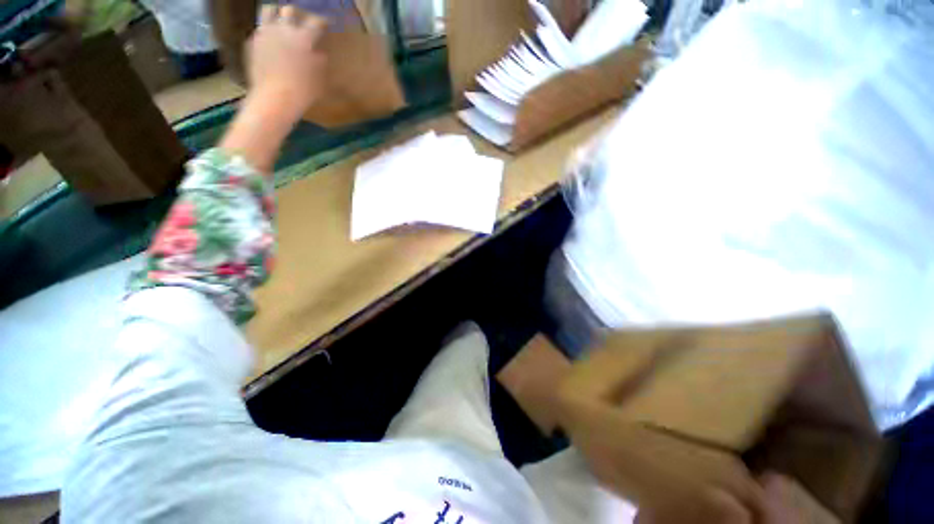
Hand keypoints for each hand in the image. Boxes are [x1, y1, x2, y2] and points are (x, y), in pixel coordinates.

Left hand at [220, 4, 327, 171]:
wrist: (275, 98)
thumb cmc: (303, 91)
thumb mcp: (319, 78)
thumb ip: (319, 60)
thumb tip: (319, 52)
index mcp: (303, 37)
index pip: (316, 22)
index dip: (322, 21)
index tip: (326, 24)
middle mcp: (283, 29)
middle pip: (290, 10)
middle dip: (298, 14)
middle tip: (302, 21)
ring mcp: (265, 33)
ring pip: (269, 11)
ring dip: (277, 14)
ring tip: (281, 22)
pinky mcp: (252, 42)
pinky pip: (260, 30)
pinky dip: (266, 32)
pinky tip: (270, 41)